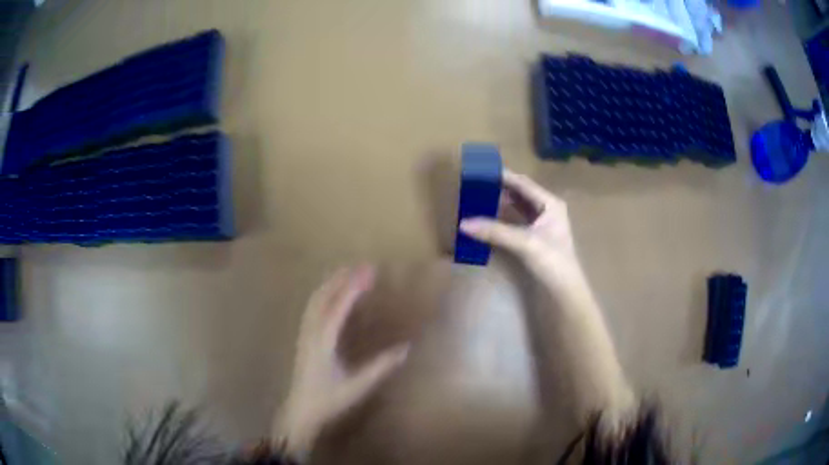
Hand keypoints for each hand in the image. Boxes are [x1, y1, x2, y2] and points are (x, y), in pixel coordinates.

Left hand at [276, 266, 409, 454]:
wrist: (300, 410)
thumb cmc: (328, 399)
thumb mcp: (357, 385)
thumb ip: (381, 367)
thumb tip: (405, 348)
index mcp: (323, 341)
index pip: (338, 307)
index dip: (353, 287)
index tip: (368, 271)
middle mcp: (311, 332)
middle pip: (323, 297)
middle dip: (341, 278)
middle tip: (362, 266)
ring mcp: (304, 334)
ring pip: (315, 300)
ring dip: (330, 283)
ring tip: (347, 273)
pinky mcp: (303, 338)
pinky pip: (312, 308)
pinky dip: (323, 294)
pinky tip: (331, 294)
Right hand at [459, 169, 581, 288]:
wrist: (565, 290)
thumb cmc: (552, 261)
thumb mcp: (524, 243)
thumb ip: (495, 231)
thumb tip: (463, 224)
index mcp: (550, 203)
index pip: (523, 183)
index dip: (503, 176)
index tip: (481, 170)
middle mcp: (548, 209)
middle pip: (521, 193)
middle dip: (501, 188)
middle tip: (477, 184)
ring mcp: (543, 223)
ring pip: (519, 206)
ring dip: (502, 202)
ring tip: (480, 197)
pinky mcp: (537, 237)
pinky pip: (518, 220)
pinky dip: (504, 216)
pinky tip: (491, 217)